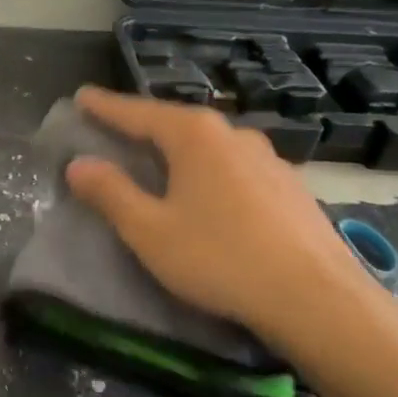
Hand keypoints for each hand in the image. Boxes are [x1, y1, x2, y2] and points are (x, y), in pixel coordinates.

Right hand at [63, 85, 384, 362]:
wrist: (318, 300)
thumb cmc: (220, 259)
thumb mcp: (149, 230)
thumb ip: (111, 193)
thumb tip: (78, 164)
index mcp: (194, 136)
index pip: (137, 112)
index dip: (105, 106)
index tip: (81, 96)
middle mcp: (233, 134)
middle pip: (175, 123)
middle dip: (142, 125)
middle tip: (114, 129)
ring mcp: (268, 159)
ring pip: (209, 145)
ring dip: (178, 149)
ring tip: (159, 160)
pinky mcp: (290, 187)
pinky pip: (234, 166)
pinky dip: (209, 170)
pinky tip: (208, 192)